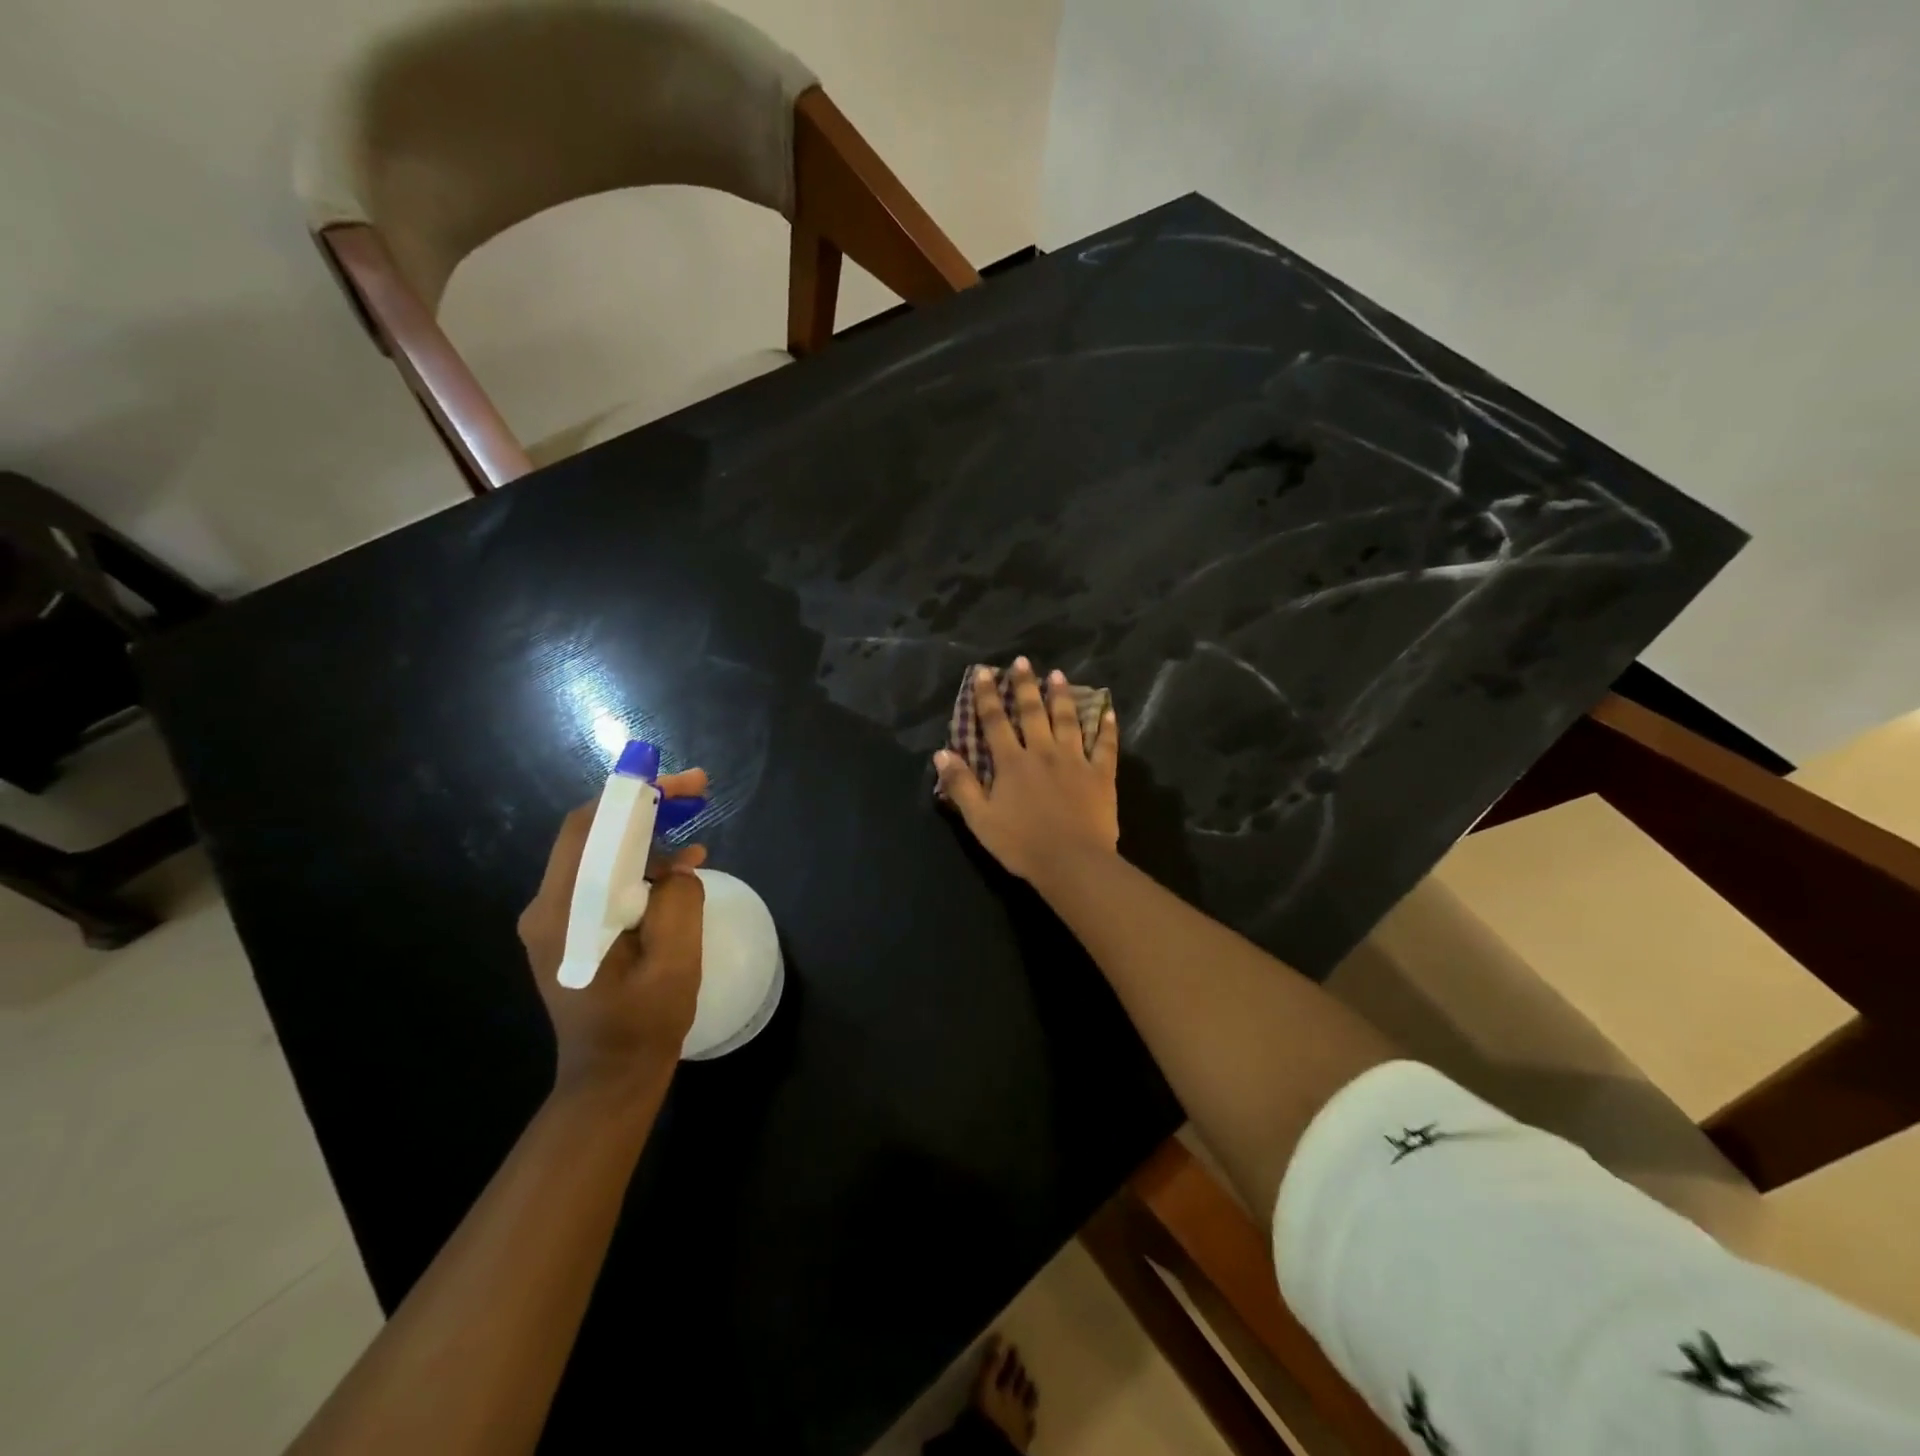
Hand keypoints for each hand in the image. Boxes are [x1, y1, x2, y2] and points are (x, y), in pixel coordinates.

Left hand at [517, 769, 709, 1099]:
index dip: (635, 794)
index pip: (591, 828)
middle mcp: (549, 906)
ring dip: (648, 833)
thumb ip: (678, 902)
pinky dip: (642, 863)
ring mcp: (559, 917)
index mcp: (565, 912)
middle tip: (698, 791)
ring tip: (695, 824)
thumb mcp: (674, 962)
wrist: (609, 1078)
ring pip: (602, 852)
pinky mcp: (573, 927)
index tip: (683, 781)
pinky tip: (681, 867)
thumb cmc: (642, 1025)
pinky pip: (606, 878)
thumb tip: (677, 869)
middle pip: (595, 833)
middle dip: (646, 806)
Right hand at [934, 658, 1118, 883]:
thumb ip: (961, 785)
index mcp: (1012, 763)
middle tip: (1023, 661)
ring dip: (1063, 696)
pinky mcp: (1101, 775)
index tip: (984, 672)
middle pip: (1033, 712)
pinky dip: (1107, 727)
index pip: (995, 721)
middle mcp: (1043, 752)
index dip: (987, 695)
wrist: (1072, 863)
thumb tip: (942, 753)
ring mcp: (1076, 761)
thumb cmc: (1021, 844)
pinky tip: (1108, 710)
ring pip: (1069, 720)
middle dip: (1025, 685)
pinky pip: (1106, 745)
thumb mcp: (980, 819)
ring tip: (1058, 675)